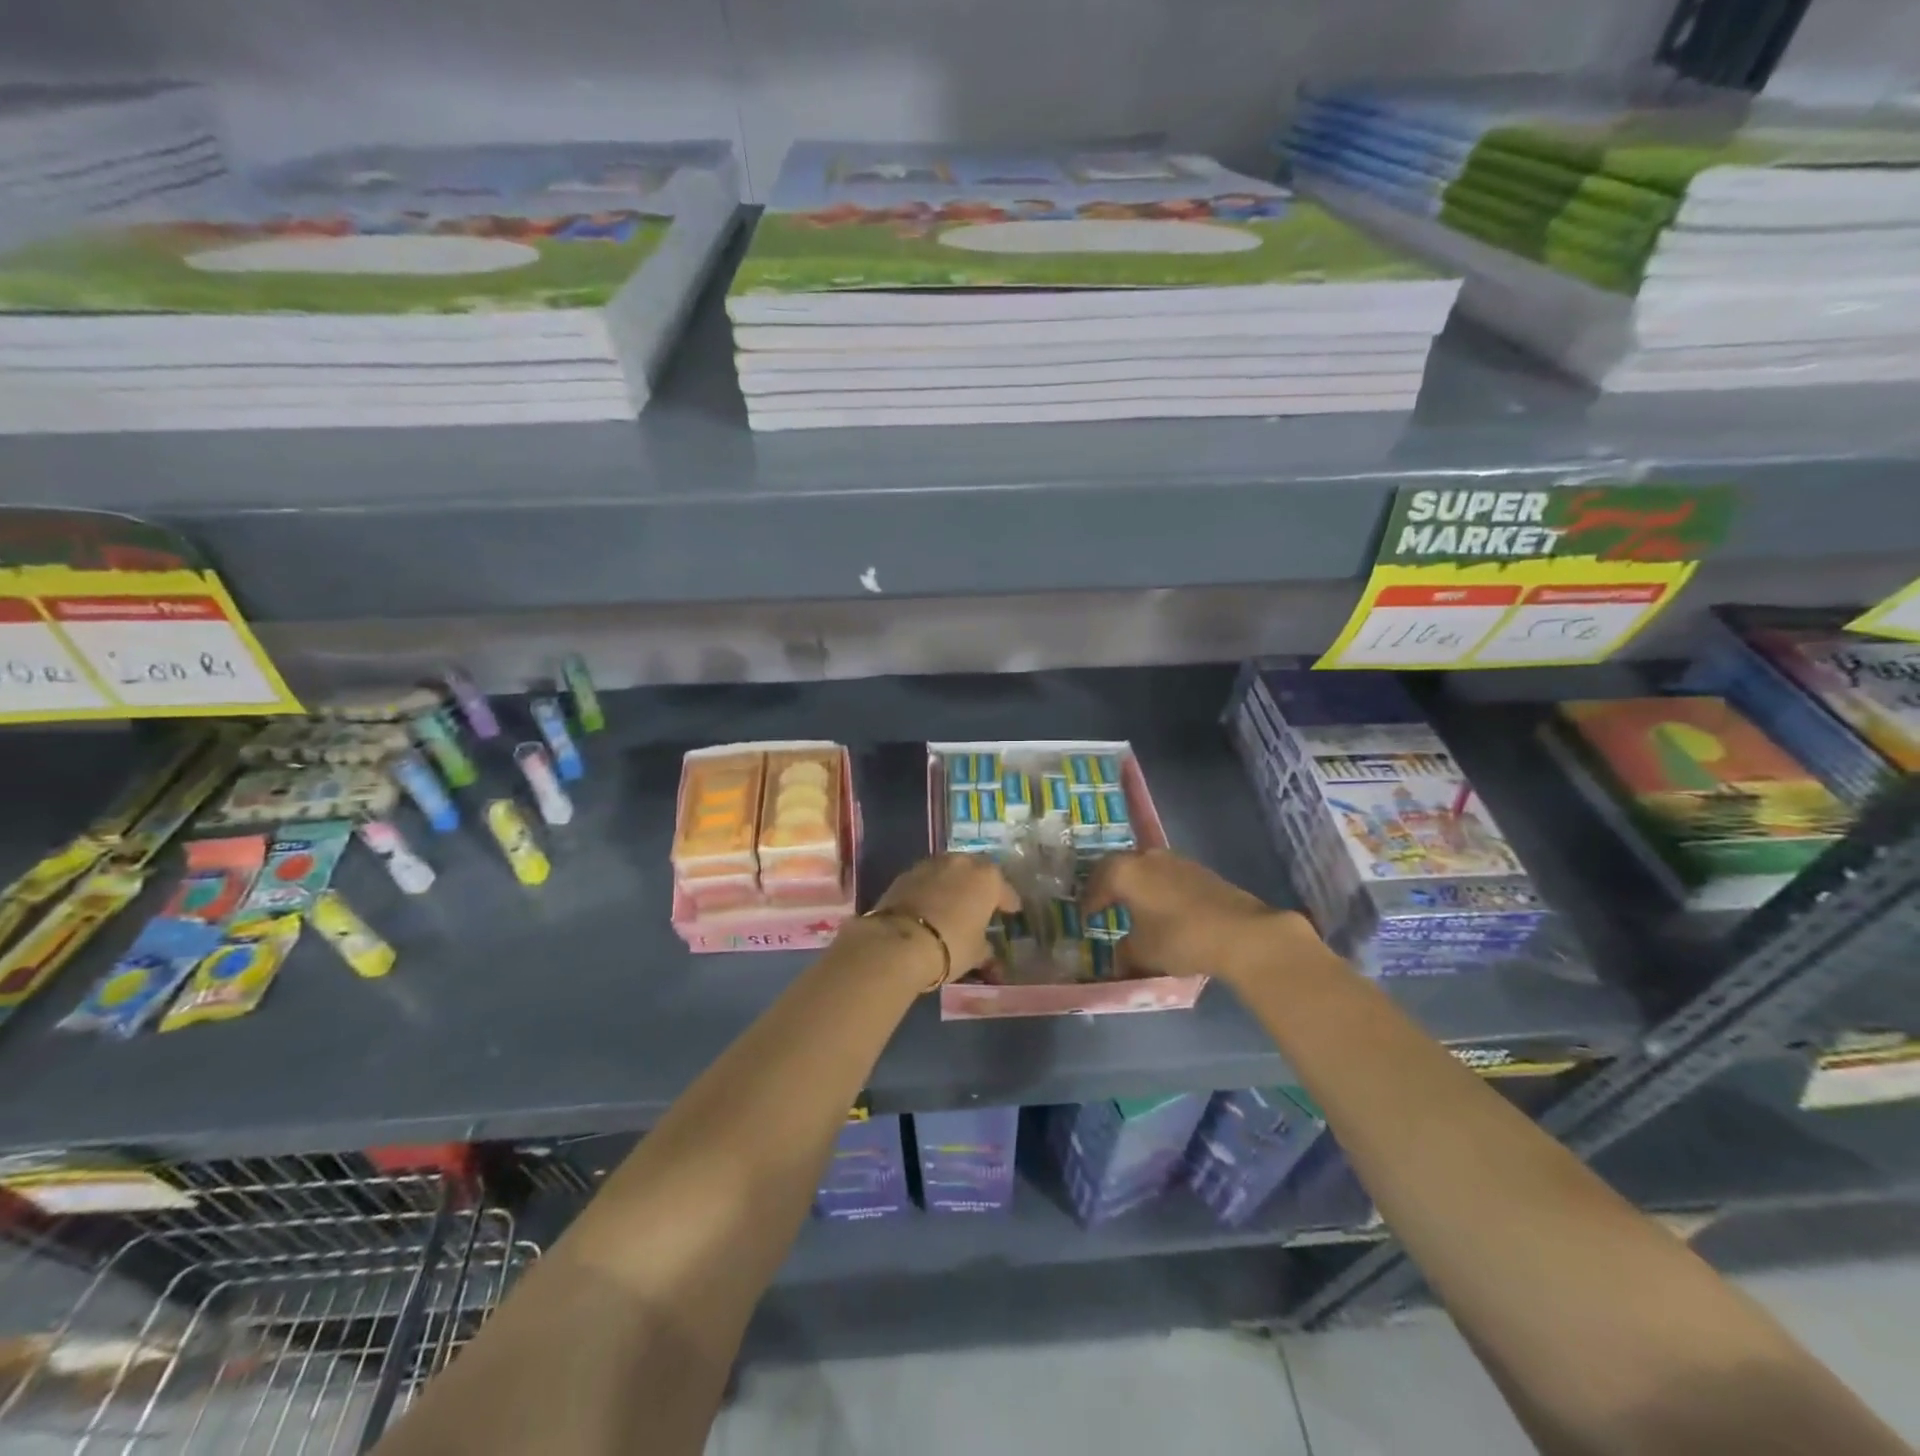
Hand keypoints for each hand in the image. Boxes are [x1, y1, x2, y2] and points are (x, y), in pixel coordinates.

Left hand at [870, 853, 1020, 981]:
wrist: (899, 942)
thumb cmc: (951, 945)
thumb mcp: (976, 953)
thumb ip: (986, 948)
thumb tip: (988, 951)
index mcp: (987, 878)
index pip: (1004, 889)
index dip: (1008, 902)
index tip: (1011, 911)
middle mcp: (961, 863)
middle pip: (976, 870)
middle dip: (980, 885)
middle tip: (981, 902)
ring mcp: (931, 864)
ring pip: (950, 870)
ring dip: (954, 883)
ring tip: (954, 902)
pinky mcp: (906, 873)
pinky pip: (928, 879)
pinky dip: (932, 888)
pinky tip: (930, 904)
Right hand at [1082, 849, 1316, 983]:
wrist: (1241, 932)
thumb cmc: (1179, 938)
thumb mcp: (1143, 952)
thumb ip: (1124, 953)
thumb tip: (1119, 957)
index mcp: (1125, 871)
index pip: (1097, 882)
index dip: (1089, 901)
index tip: (1086, 916)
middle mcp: (1147, 858)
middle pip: (1119, 867)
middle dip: (1110, 886)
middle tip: (1104, 904)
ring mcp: (1177, 861)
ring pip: (1146, 869)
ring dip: (1137, 885)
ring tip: (1135, 907)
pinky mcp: (1201, 871)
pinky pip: (1168, 877)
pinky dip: (1159, 890)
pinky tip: (1164, 910)